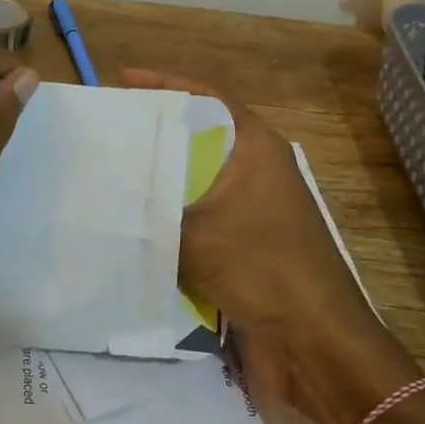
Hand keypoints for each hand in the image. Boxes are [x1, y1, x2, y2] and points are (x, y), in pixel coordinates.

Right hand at [124, 68, 421, 423]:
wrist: (315, 343)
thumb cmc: (262, 268)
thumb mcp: (197, 230)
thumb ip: (152, 207)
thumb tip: (109, 192)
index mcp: (256, 147)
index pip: (206, 98)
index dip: (165, 84)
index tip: (123, 81)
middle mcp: (257, 169)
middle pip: (200, 136)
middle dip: (155, 133)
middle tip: (109, 130)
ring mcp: (254, 208)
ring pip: (196, 180)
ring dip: (160, 180)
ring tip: (111, 173)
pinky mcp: (246, 244)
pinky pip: (199, 218)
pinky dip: (171, 218)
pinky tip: (134, 224)